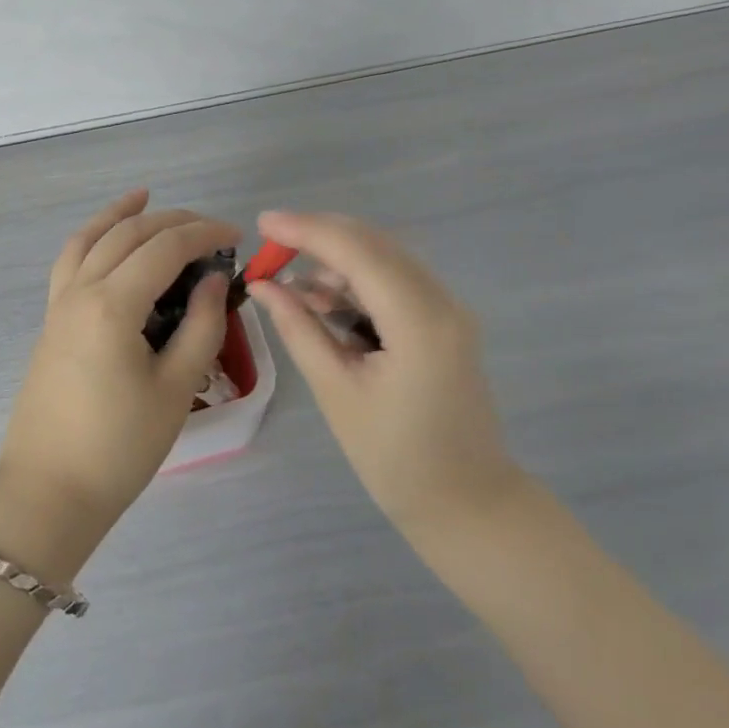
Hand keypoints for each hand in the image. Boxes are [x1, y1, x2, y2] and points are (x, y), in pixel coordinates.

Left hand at [0, 189, 237, 534]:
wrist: (49, 491)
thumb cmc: (120, 446)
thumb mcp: (175, 387)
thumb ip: (201, 326)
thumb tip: (212, 280)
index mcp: (113, 304)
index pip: (164, 248)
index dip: (204, 234)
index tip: (237, 237)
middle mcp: (80, 290)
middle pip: (128, 234)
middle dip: (172, 221)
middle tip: (209, 228)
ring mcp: (59, 304)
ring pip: (89, 238)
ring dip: (121, 215)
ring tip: (145, 197)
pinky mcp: (51, 321)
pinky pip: (70, 261)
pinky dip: (91, 238)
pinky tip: (106, 240)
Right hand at [248, 210, 524, 537]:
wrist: (466, 504)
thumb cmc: (395, 458)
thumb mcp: (336, 391)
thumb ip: (299, 328)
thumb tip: (263, 285)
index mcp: (419, 321)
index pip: (357, 252)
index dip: (306, 230)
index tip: (262, 223)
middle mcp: (441, 301)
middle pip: (374, 244)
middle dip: (318, 236)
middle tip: (270, 246)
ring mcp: (448, 309)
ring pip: (384, 259)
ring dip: (335, 260)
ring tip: (288, 283)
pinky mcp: (443, 321)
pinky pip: (394, 282)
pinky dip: (355, 282)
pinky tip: (321, 299)